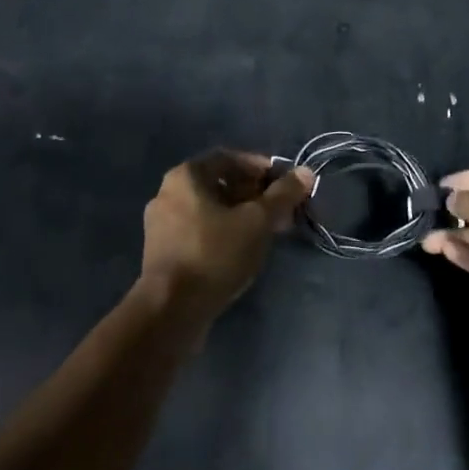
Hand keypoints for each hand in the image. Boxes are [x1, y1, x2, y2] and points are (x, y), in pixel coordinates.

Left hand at [141, 151, 312, 329]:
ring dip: (242, 215)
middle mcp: (168, 193)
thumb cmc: (215, 254)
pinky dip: (224, 233)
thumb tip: (306, 172)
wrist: (171, 311)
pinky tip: (244, 250)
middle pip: (220, 184)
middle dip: (255, 194)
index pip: (229, 158)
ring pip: (211, 210)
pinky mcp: (163, 252)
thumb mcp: (257, 221)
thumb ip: (282, 195)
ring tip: (269, 232)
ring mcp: (162, 225)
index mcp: (186, 176)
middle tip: (282, 210)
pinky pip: (199, 231)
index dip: (260, 168)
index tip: (284, 184)